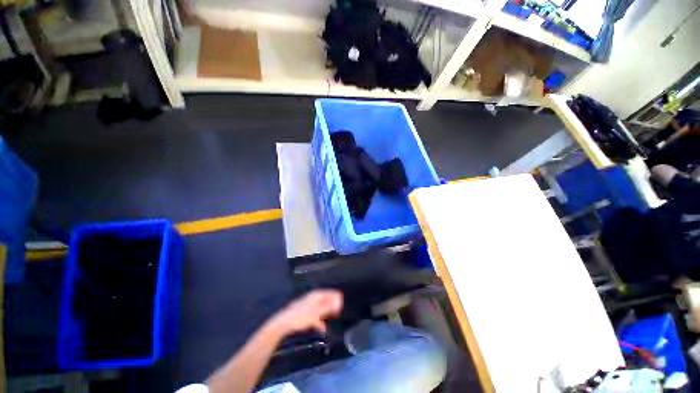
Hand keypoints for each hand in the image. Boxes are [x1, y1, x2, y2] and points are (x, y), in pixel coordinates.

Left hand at [271, 290, 342, 335]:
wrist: (284, 324)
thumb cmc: (301, 316)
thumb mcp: (316, 313)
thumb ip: (328, 308)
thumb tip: (339, 302)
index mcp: (316, 296)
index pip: (329, 293)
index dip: (336, 297)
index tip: (342, 301)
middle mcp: (313, 299)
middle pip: (325, 300)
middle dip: (332, 305)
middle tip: (339, 310)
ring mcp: (308, 306)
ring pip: (321, 308)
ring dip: (327, 313)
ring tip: (334, 318)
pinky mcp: (305, 314)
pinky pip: (316, 316)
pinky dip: (320, 321)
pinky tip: (323, 330)